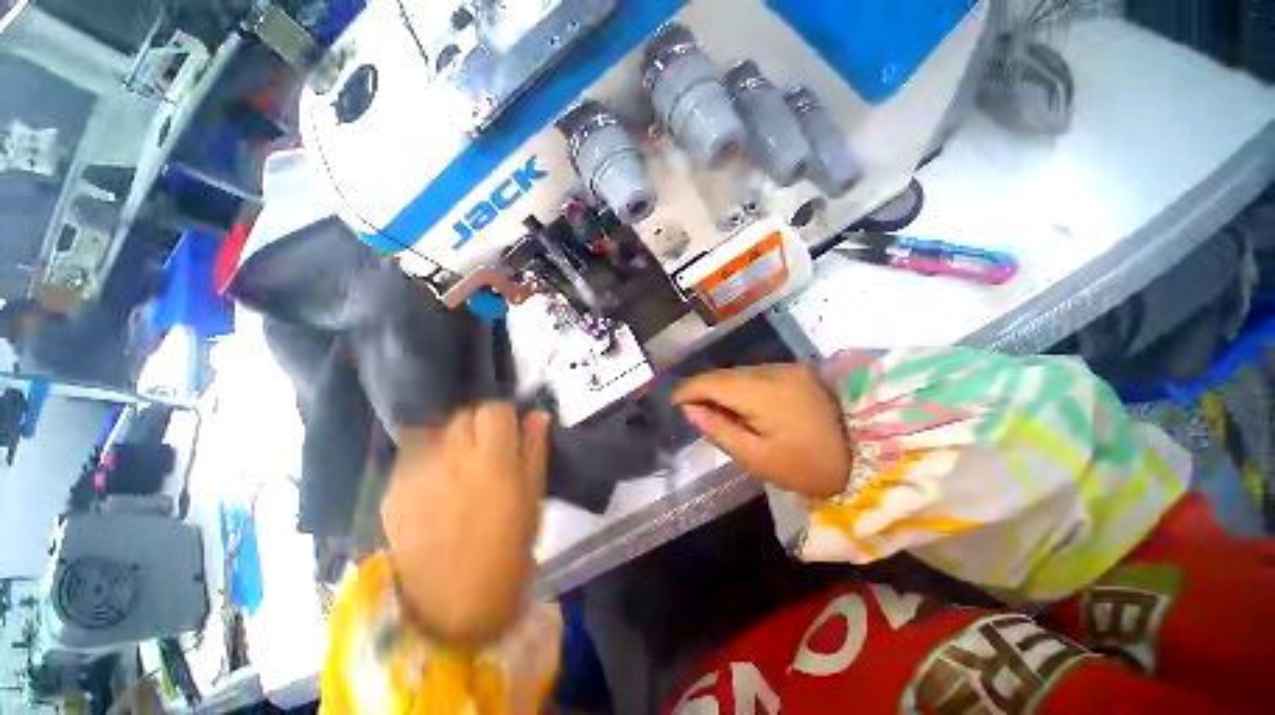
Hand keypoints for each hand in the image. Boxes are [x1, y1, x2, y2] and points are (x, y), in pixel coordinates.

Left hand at [381, 404, 550, 645]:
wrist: (455, 604)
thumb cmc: (508, 548)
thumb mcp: (533, 496)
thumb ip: (534, 449)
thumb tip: (537, 414)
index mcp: (493, 460)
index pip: (493, 409)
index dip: (503, 415)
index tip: (507, 430)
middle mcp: (451, 459)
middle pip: (462, 415)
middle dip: (477, 425)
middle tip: (485, 450)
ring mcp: (416, 475)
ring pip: (434, 432)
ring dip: (449, 440)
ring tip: (457, 465)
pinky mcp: (392, 492)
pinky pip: (411, 457)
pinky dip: (426, 460)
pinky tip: (434, 486)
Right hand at [672, 364, 850, 499]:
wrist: (873, 454)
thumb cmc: (810, 465)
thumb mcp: (758, 458)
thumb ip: (719, 430)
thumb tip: (690, 411)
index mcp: (760, 391)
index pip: (710, 382)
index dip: (687, 390)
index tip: (673, 403)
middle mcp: (771, 370)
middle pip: (724, 374)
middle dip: (703, 390)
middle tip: (694, 412)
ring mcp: (787, 368)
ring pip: (740, 373)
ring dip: (723, 388)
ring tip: (717, 411)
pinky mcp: (798, 371)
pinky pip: (757, 375)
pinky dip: (742, 387)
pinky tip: (744, 405)